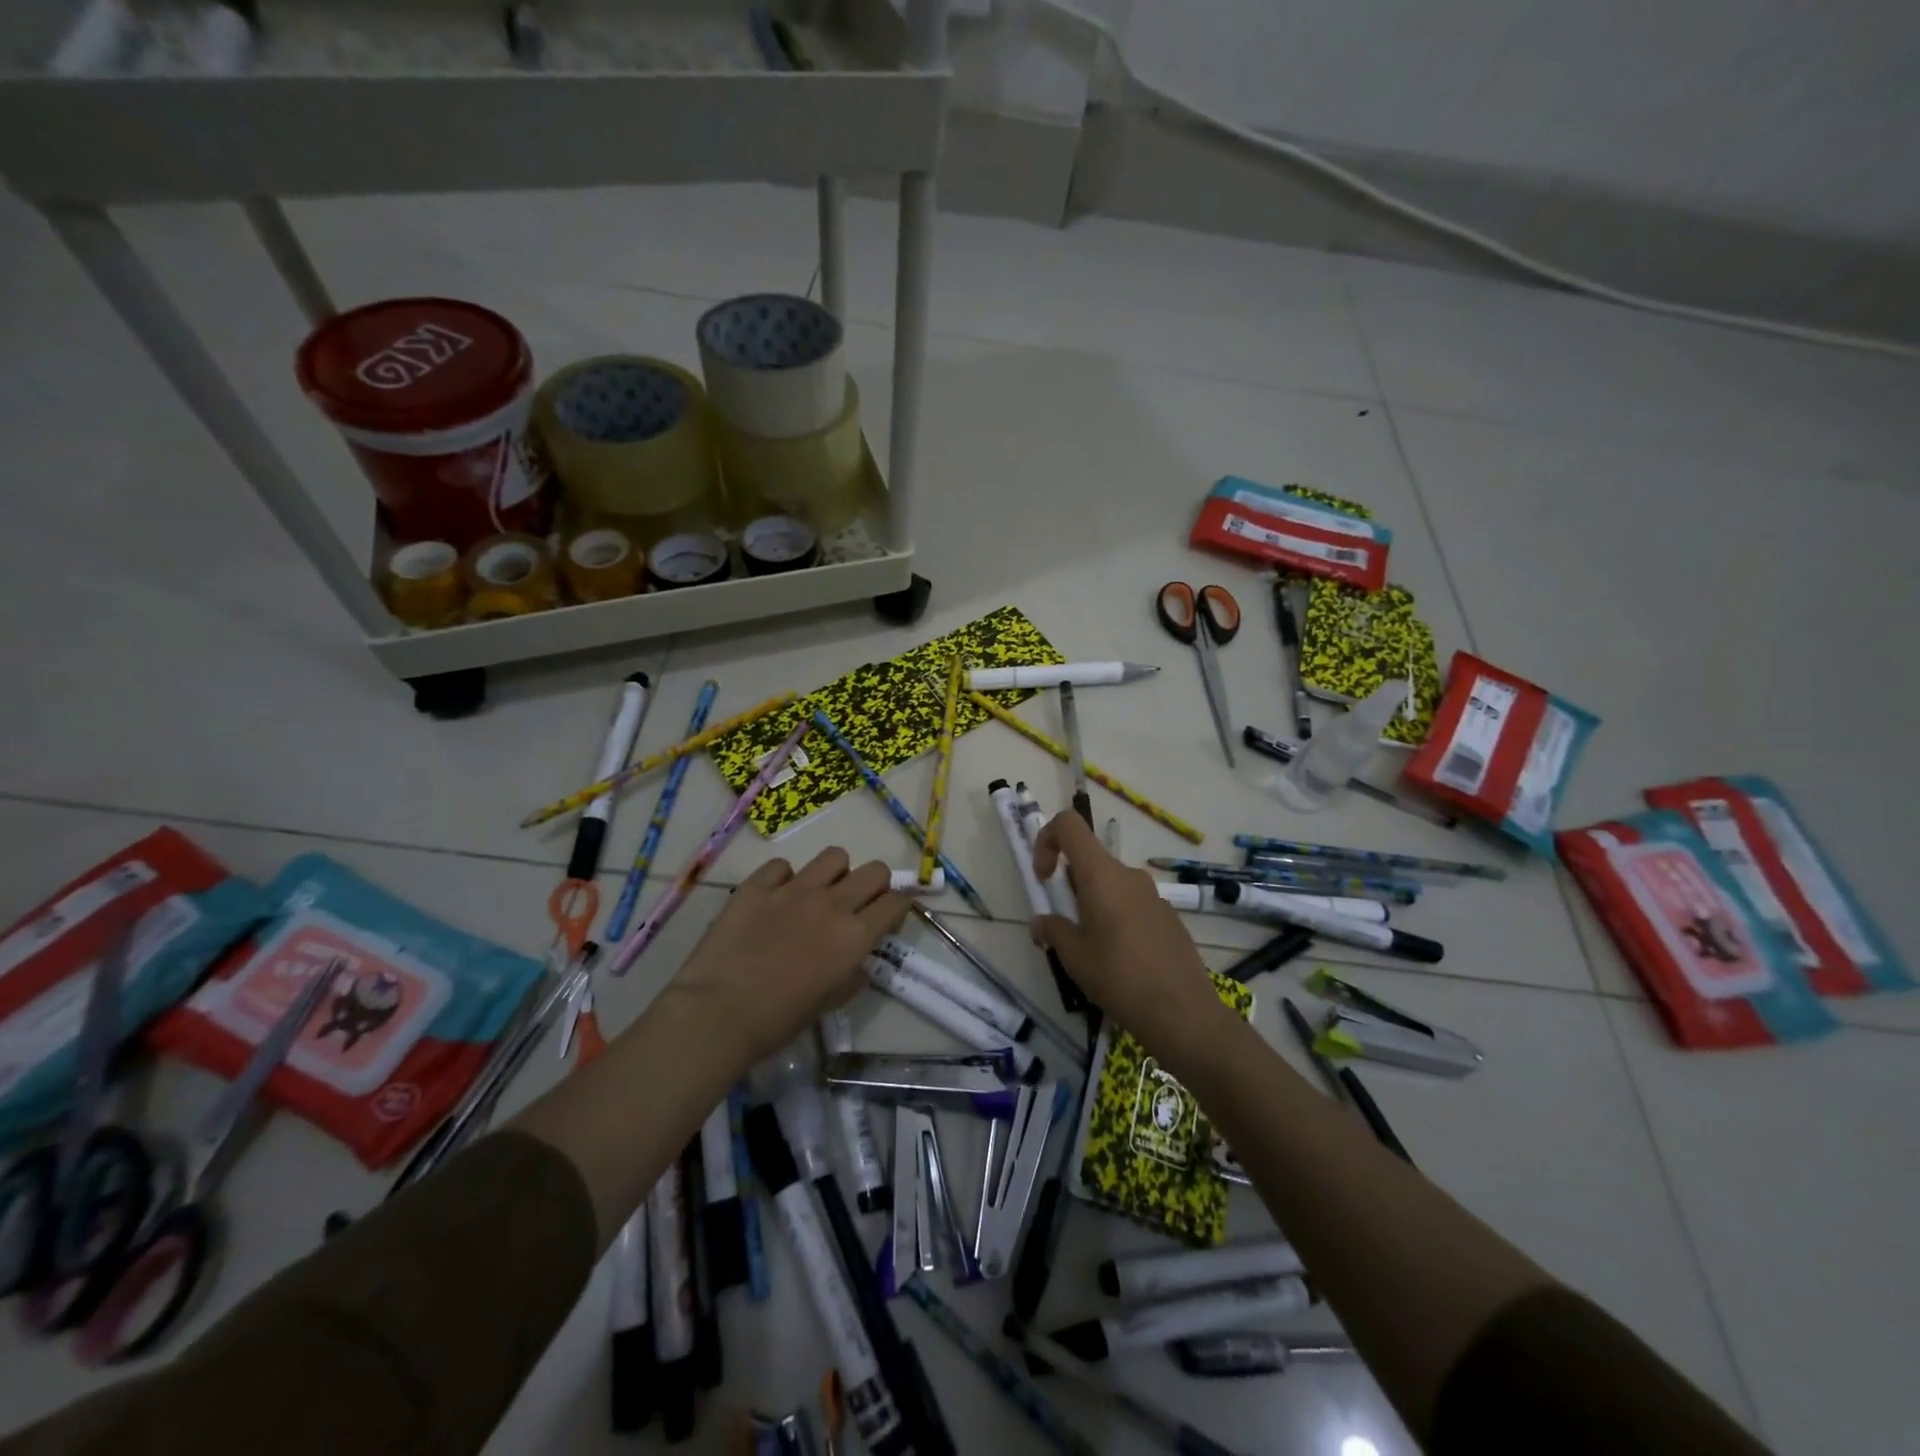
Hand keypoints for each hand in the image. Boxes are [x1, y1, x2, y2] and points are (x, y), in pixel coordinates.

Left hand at [666, 849, 910, 1071]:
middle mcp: (832, 903)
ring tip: (818, 894)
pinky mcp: (758, 885)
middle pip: (875, 870)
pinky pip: (782, 866)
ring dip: (834, 874)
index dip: (899, 907)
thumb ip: (852, 974)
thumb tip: (856, 959)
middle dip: (875, 885)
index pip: (897, 902)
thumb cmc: (779, 1020)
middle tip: (858, 905)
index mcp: (855, 935)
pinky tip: (774, 899)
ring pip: (834, 856)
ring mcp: (794, 889)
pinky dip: (784, 879)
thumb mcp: (830, 1003)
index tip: (888, 919)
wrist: (718, 1013)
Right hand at [1030, 812, 1229, 1065]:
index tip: (1044, 878)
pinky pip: (1132, 904)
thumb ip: (1052, 930)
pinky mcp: (1168, 917)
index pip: (1070, 825)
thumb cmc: (1119, 977)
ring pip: (1112, 885)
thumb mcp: (1074, 956)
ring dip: (1093, 905)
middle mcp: (1129, 875)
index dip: (1047, 840)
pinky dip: (1117, 919)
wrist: (1182, 1013)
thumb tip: (1041, 922)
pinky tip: (1121, 961)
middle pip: (1090, 861)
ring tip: (1092, 950)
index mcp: (1102, 875)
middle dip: (1070, 886)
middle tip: (1065, 928)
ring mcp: (1153, 895)